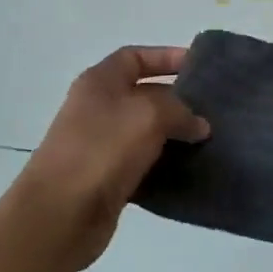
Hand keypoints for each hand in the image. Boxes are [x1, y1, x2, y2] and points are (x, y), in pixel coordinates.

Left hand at [11, 47, 210, 269]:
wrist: (60, 214)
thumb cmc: (102, 149)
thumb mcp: (149, 115)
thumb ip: (180, 111)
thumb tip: (199, 125)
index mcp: (100, 81)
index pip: (135, 57)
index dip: (166, 57)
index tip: (198, 67)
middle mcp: (97, 108)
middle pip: (143, 94)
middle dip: (177, 100)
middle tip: (212, 110)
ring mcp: (99, 144)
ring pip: (145, 132)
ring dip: (174, 136)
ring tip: (208, 141)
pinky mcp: (106, 179)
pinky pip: (142, 164)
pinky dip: (164, 166)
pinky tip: (190, 171)